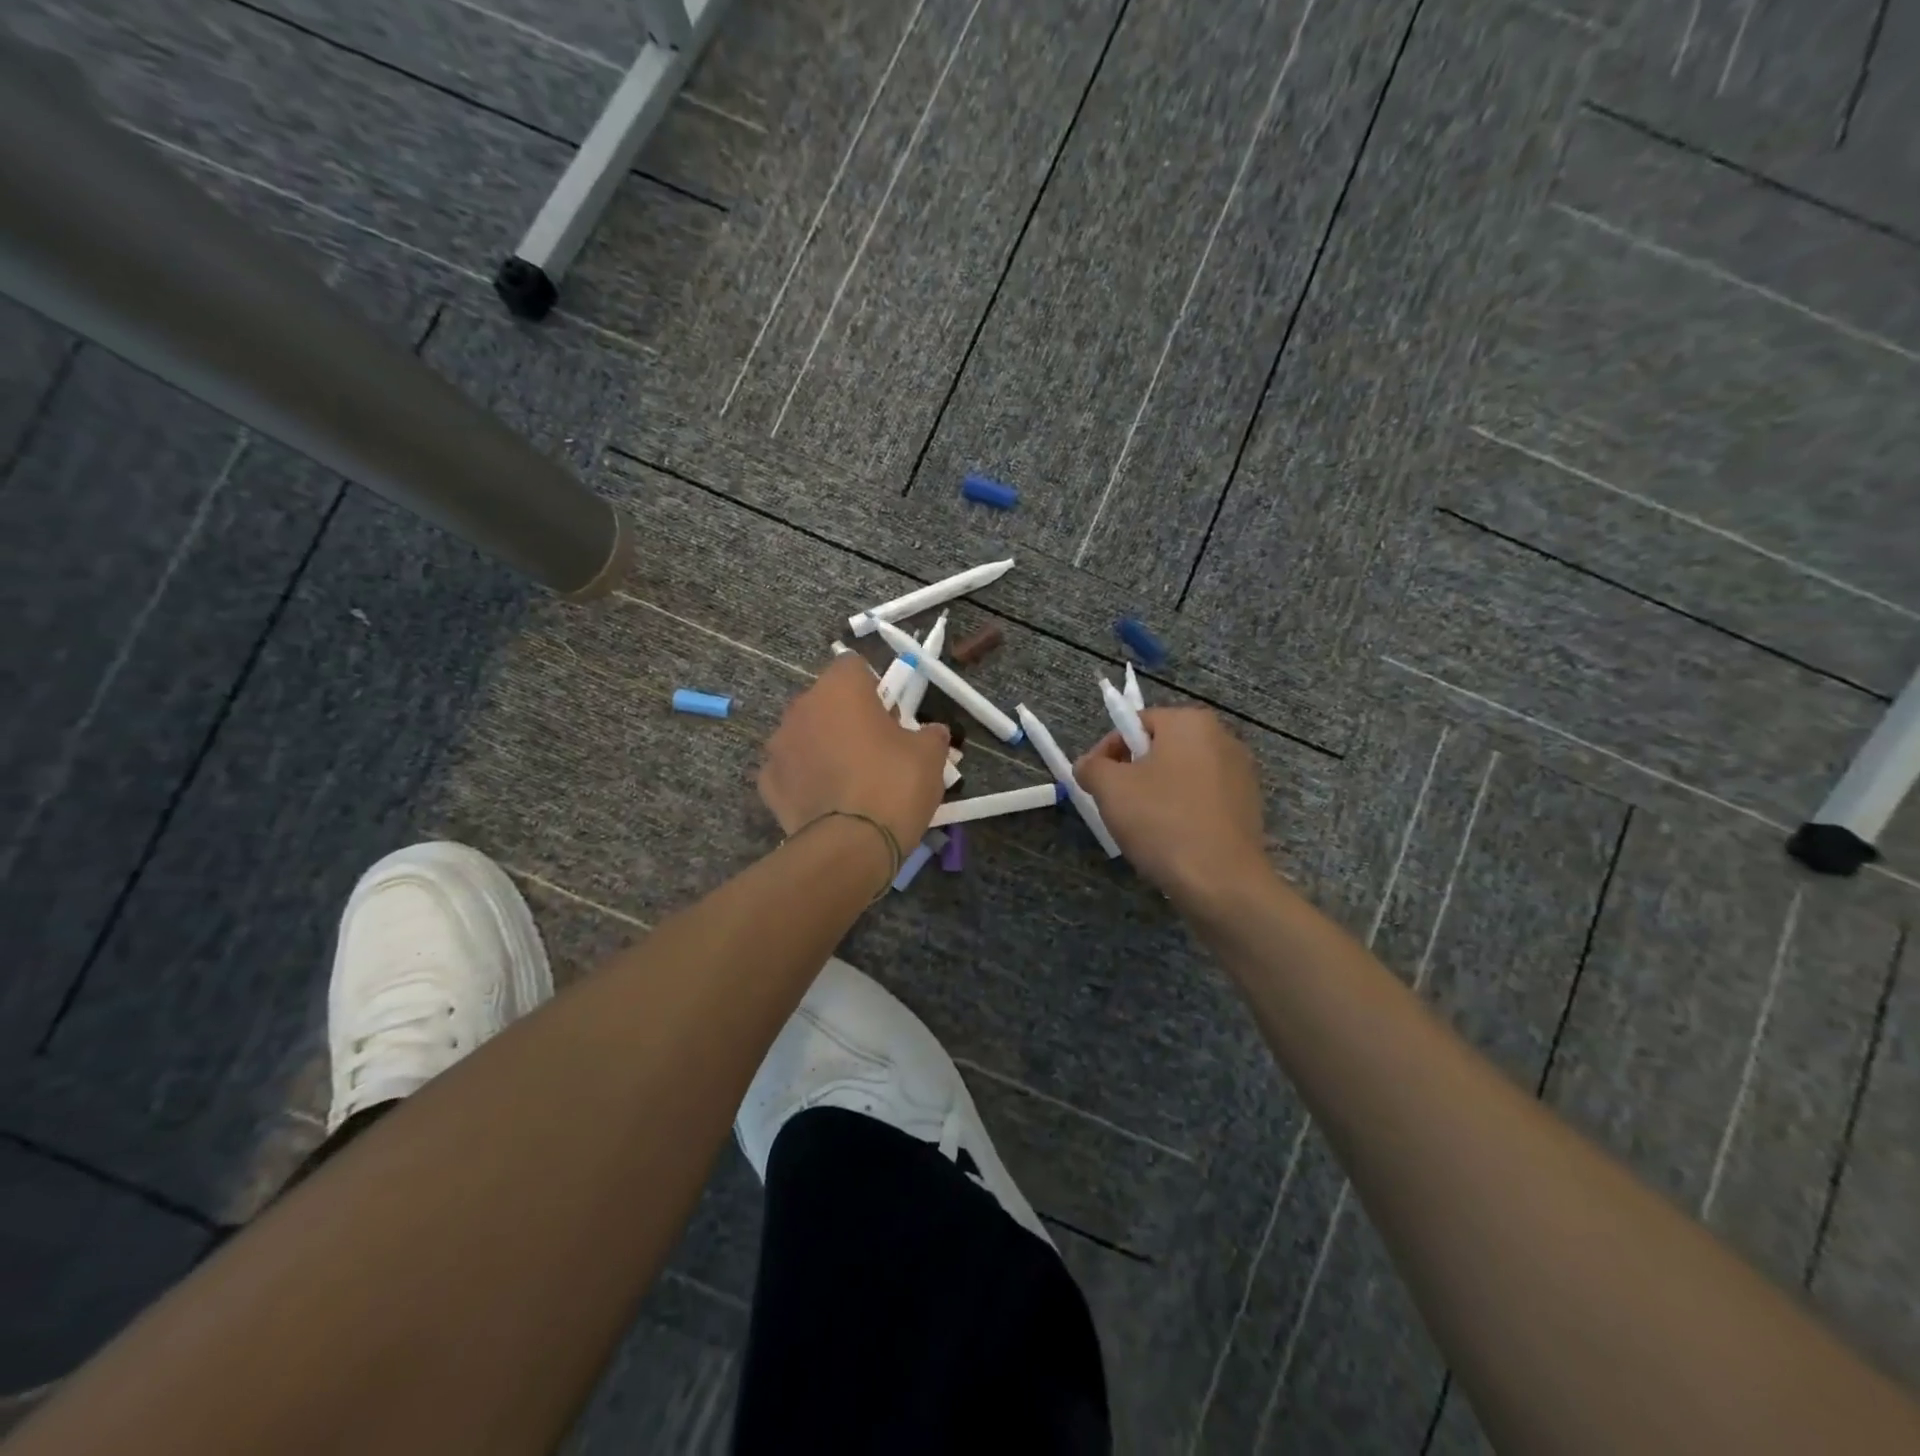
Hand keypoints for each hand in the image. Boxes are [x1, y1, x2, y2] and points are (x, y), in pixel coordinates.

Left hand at [759, 655, 950, 851]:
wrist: (850, 846)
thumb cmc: (893, 785)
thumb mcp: (930, 756)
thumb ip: (930, 734)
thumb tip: (931, 732)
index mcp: (839, 689)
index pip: (853, 666)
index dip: (875, 687)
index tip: (891, 715)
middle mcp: (801, 708)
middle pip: (826, 701)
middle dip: (846, 717)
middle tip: (875, 749)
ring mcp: (778, 746)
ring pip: (805, 735)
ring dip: (823, 746)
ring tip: (849, 780)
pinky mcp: (767, 783)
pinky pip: (791, 770)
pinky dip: (806, 779)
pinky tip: (827, 802)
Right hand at [1076, 707, 1267, 902]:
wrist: (1222, 882)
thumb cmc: (1162, 822)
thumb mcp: (1110, 789)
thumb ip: (1091, 767)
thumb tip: (1088, 765)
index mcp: (1191, 722)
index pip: (1136, 723)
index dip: (1108, 750)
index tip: (1094, 781)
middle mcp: (1223, 738)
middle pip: (1161, 748)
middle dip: (1133, 772)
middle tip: (1114, 803)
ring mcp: (1242, 773)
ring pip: (1182, 775)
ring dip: (1157, 792)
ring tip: (1141, 825)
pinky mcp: (1249, 806)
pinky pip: (1203, 799)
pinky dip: (1183, 811)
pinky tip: (1171, 839)